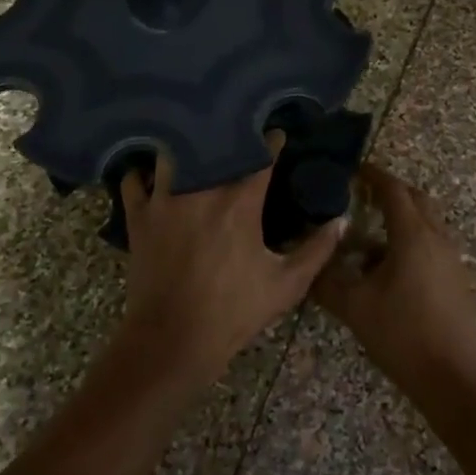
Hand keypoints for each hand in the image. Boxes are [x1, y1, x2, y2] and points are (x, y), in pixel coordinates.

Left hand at [120, 143, 343, 389]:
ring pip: (171, 153)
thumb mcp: (287, 284)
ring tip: (193, 147)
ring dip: (184, 148)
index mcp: (240, 204)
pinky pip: (134, 181)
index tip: (278, 135)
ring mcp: (165, 201)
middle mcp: (201, 191)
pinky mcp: (139, 218)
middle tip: (235, 134)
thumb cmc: (233, 312)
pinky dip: (141, 174)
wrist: (172, 340)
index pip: (261, 156)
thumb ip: (317, 249)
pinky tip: (151, 174)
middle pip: (213, 145)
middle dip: (226, 135)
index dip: (272, 142)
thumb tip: (342, 221)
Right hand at [312, 163, 475, 399]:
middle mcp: (437, 238)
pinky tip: (386, 269)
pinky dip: (410, 242)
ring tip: (366, 236)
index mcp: (413, 235)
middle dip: (389, 192)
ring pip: (426, 223)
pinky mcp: (456, 280)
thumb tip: (308, 260)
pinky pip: (432, 245)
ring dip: (400, 219)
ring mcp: (451, 259)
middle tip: (360, 195)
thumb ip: (326, 280)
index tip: (352, 169)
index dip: (372, 175)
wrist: (453, 380)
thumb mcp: (354, 307)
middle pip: (415, 199)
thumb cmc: (402, 335)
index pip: (393, 189)